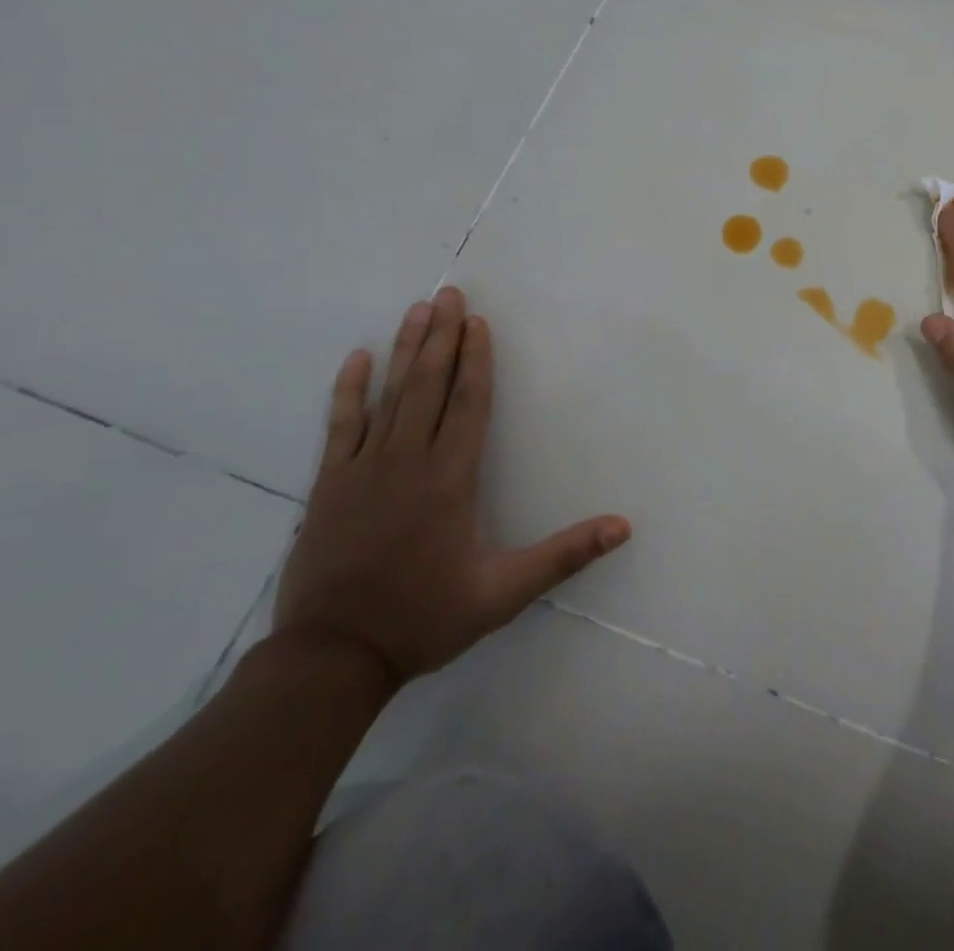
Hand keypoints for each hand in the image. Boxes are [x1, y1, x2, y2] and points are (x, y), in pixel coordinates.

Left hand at [274, 286, 629, 687]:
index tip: (479, 322)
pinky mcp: (330, 485)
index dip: (477, 360)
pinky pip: (341, 426)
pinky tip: (357, 360)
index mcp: (451, 479)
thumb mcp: (504, 593)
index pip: (469, 404)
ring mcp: (364, 470)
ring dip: (405, 350)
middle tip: (448, 294)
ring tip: (416, 310)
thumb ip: (563, 556)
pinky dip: (349, 391)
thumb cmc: (424, 618)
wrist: (331, 659)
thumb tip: (622, 527)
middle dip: (441, 337)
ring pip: (389, 396)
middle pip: (430, 385)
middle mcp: (408, 462)